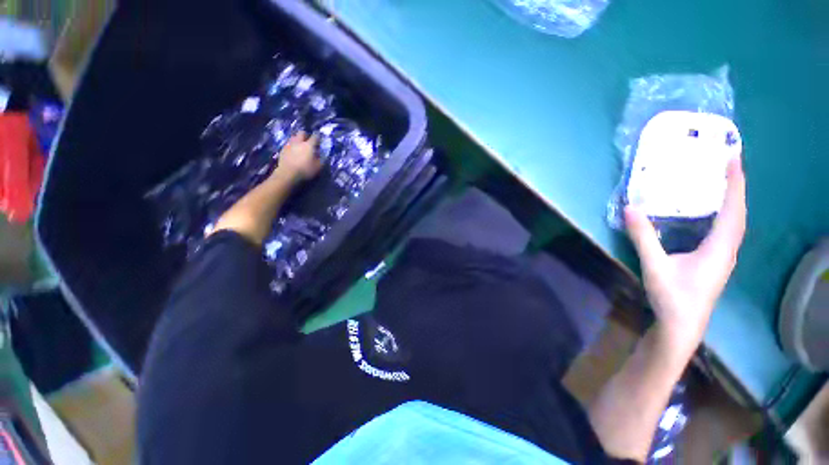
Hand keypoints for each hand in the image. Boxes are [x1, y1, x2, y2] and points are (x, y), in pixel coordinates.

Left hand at [273, 131, 322, 182]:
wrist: (288, 173)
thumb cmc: (305, 170)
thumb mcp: (318, 167)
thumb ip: (320, 159)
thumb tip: (320, 155)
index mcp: (309, 145)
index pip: (315, 137)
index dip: (318, 137)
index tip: (319, 139)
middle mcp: (299, 142)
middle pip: (302, 133)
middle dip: (305, 135)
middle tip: (308, 141)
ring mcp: (289, 144)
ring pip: (293, 137)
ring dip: (297, 139)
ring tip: (300, 145)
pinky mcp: (283, 149)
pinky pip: (288, 144)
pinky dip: (292, 146)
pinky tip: (293, 151)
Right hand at [625, 158, 745, 357]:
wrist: (682, 326)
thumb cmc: (672, 297)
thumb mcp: (655, 266)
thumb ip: (643, 237)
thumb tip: (630, 209)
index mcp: (719, 248)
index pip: (733, 210)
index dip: (735, 184)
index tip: (733, 158)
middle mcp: (727, 250)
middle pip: (738, 213)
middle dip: (736, 188)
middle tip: (727, 165)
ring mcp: (723, 257)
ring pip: (735, 223)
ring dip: (732, 201)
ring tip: (723, 183)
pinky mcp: (715, 261)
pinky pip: (726, 231)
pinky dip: (724, 215)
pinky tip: (712, 214)